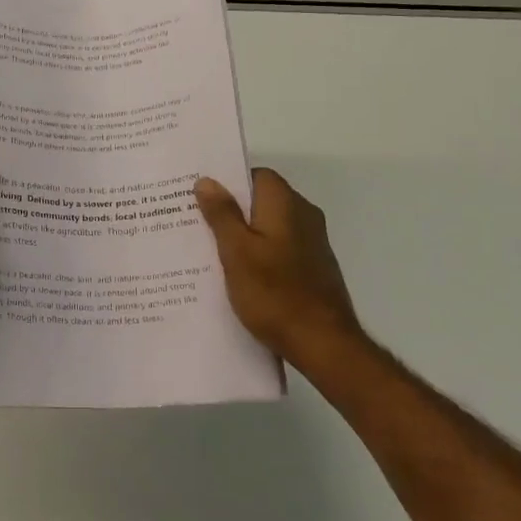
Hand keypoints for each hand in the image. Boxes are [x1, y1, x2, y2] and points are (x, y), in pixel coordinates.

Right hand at [196, 168, 361, 367]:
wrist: (324, 344)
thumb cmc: (274, 293)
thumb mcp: (236, 252)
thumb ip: (222, 214)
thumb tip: (207, 181)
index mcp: (285, 203)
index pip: (255, 175)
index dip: (228, 182)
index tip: (200, 196)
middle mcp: (304, 215)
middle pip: (262, 200)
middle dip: (231, 209)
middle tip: (196, 222)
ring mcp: (312, 243)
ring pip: (270, 225)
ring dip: (244, 234)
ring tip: (210, 250)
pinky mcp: (314, 267)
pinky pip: (279, 247)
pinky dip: (259, 253)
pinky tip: (238, 274)